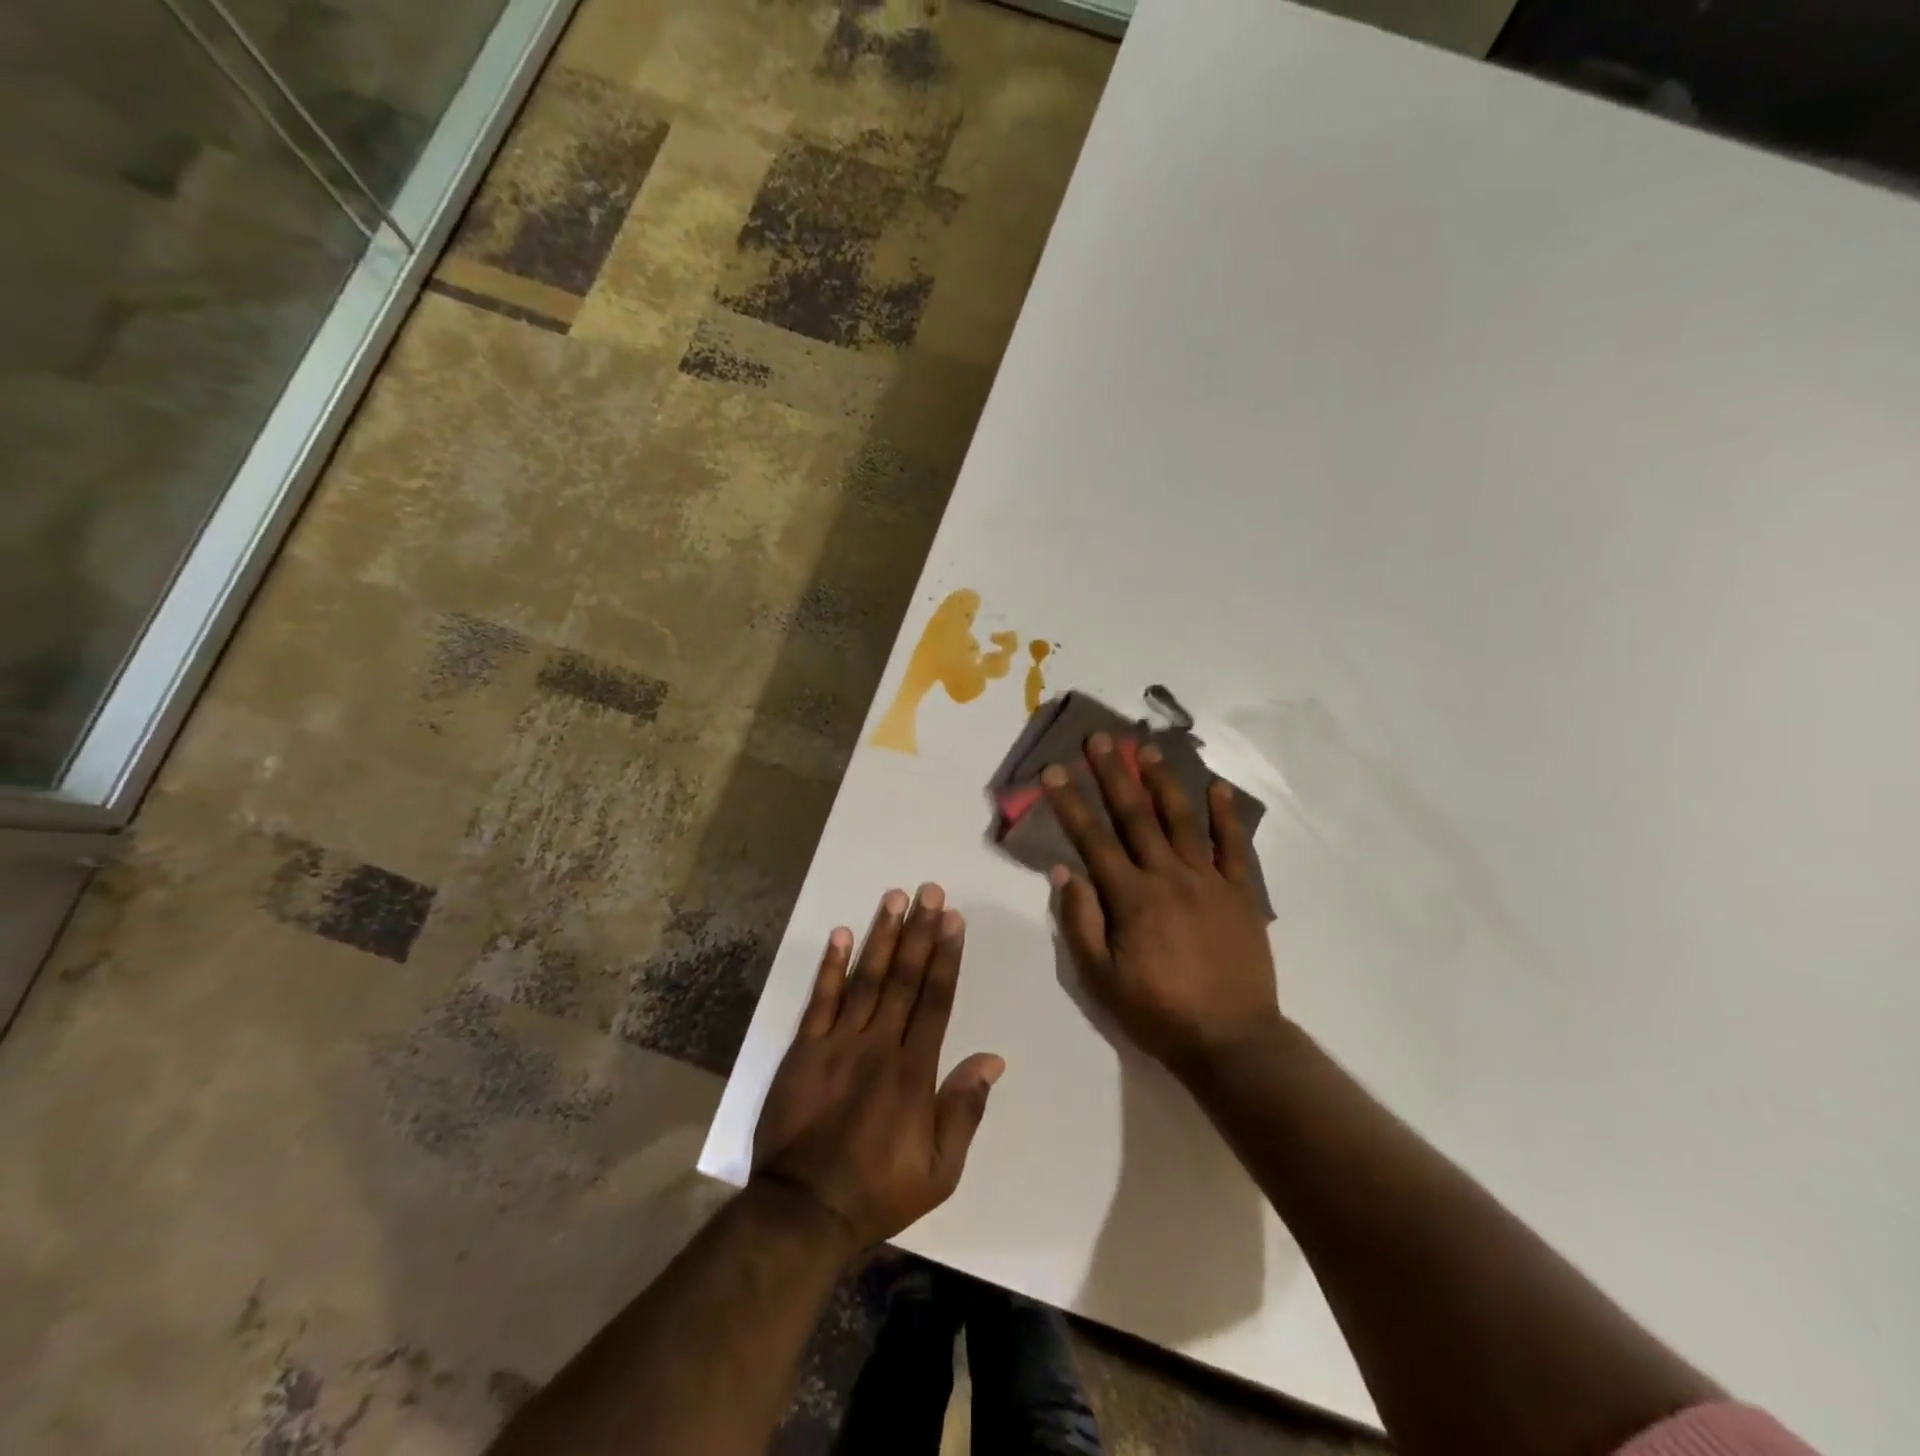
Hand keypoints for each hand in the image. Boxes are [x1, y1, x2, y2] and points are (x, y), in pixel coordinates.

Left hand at [750, 885, 1004, 1254]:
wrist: (804, 1211)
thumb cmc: (880, 1190)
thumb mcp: (941, 1169)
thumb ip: (965, 1109)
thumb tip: (992, 1058)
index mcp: (914, 1070)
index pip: (935, 1000)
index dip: (946, 956)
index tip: (953, 920)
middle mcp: (879, 1045)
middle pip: (905, 978)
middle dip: (919, 932)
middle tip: (929, 891)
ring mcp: (838, 1043)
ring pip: (866, 979)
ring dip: (881, 936)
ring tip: (894, 898)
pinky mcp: (804, 1050)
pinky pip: (819, 1000)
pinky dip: (830, 967)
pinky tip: (840, 934)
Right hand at [1042, 733, 1282, 1077]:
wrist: (1232, 1042)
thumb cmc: (1158, 1013)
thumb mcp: (1101, 979)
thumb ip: (1080, 922)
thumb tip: (1064, 870)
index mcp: (1132, 898)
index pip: (1093, 839)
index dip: (1070, 803)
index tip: (1053, 771)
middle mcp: (1169, 877)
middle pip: (1136, 816)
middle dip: (1113, 774)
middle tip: (1099, 738)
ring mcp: (1209, 881)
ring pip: (1182, 820)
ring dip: (1162, 781)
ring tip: (1146, 749)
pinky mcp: (1241, 894)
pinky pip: (1234, 847)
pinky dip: (1226, 816)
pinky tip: (1218, 788)